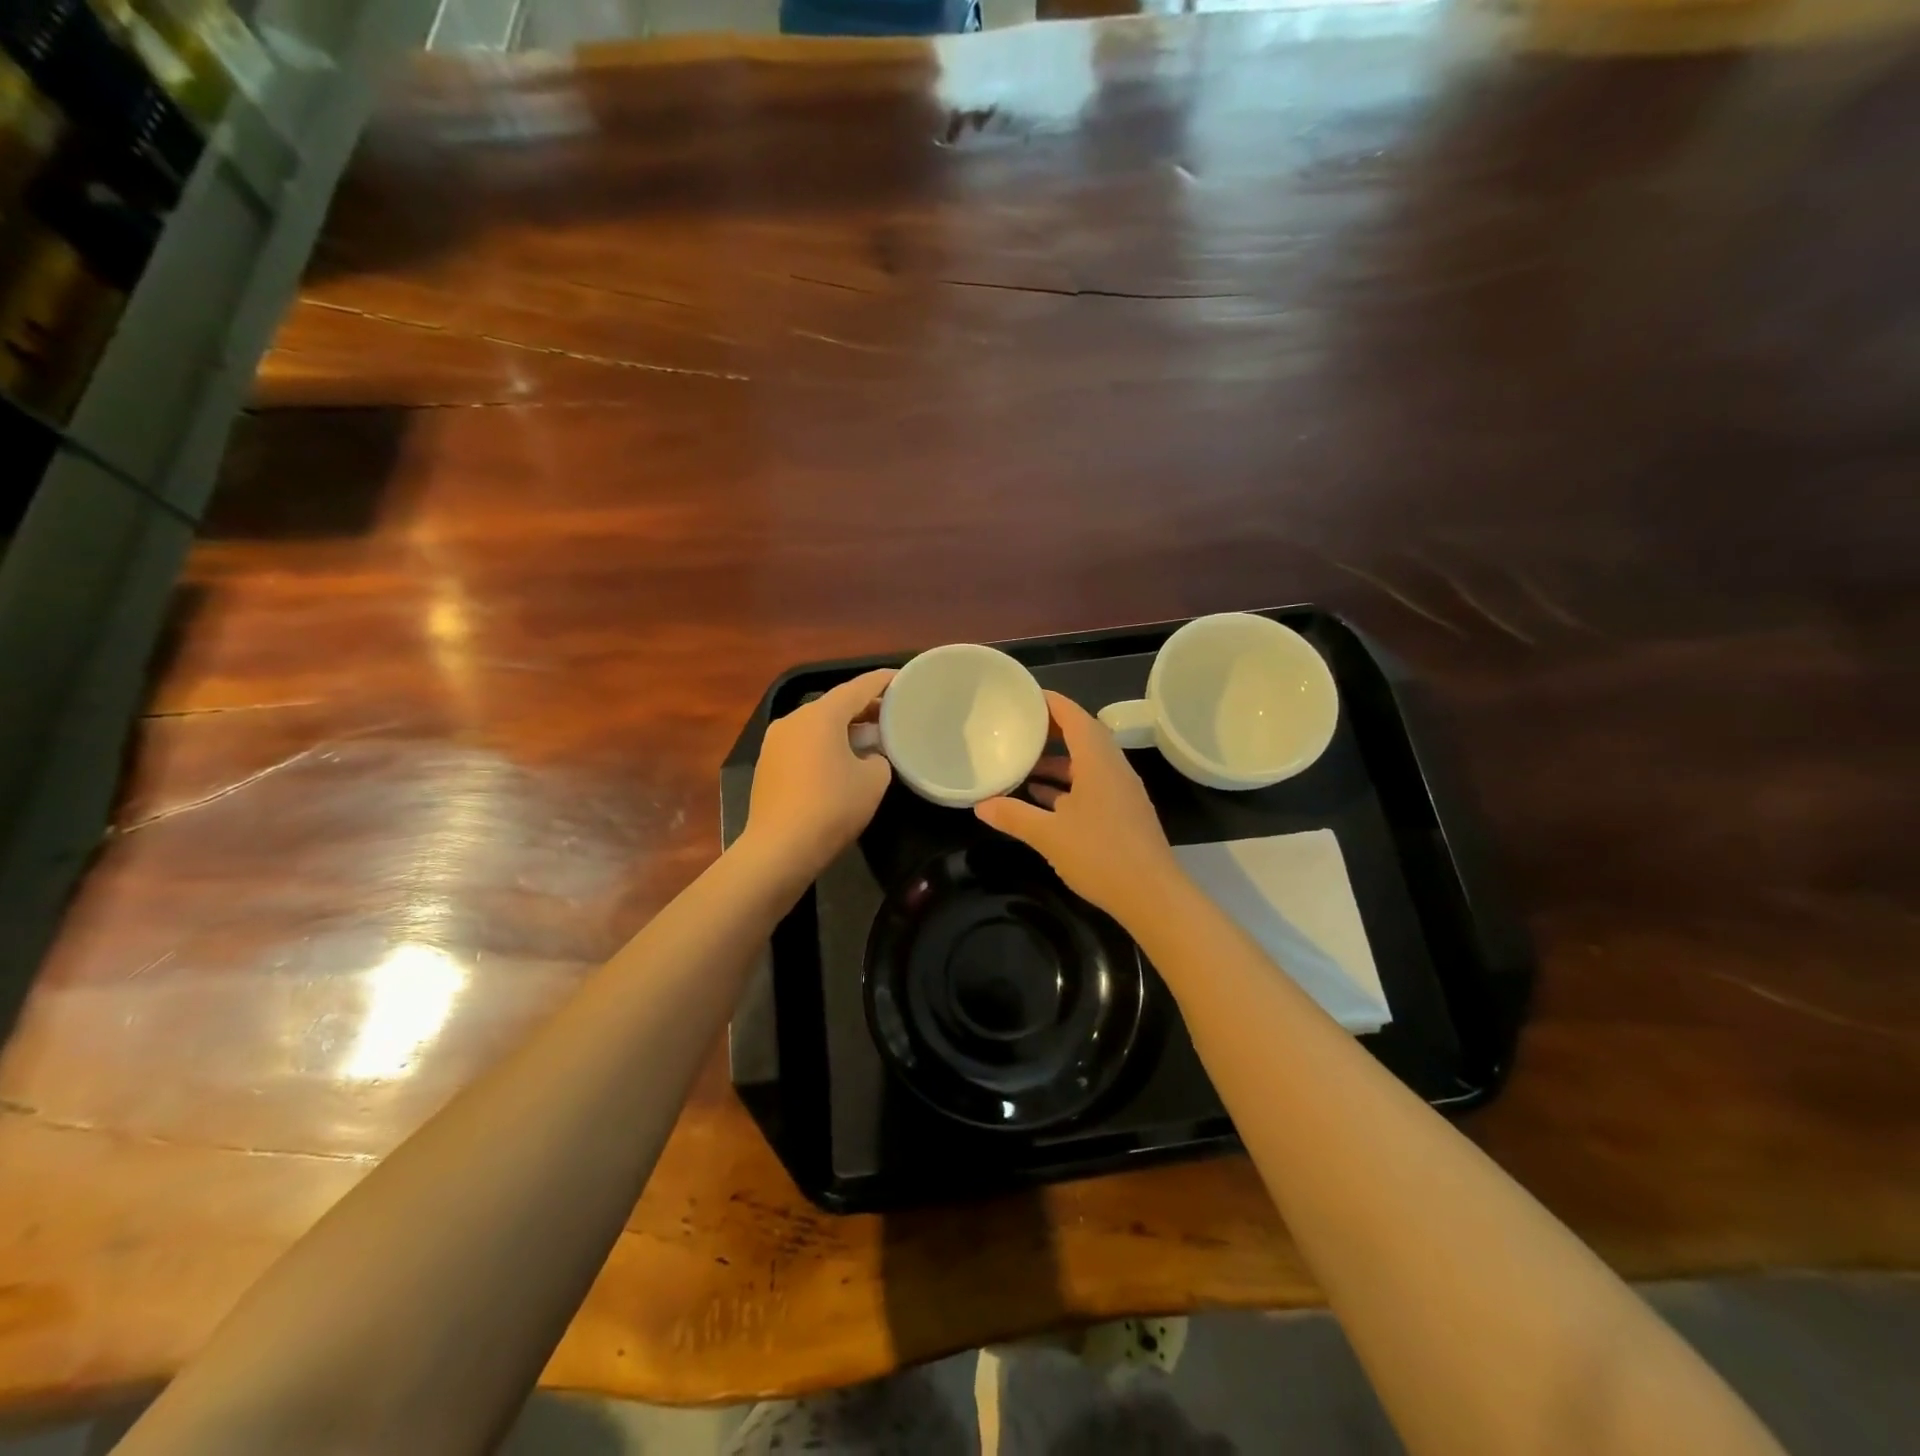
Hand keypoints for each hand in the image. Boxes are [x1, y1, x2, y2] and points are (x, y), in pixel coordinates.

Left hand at [742, 668, 895, 878]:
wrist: (779, 848)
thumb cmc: (832, 807)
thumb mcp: (873, 780)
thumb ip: (879, 758)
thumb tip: (869, 757)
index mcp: (821, 715)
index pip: (858, 687)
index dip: (883, 681)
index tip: (904, 678)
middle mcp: (794, 719)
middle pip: (835, 704)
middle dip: (865, 707)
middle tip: (893, 712)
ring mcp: (775, 742)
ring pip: (818, 725)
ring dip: (845, 728)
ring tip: (872, 738)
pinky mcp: (768, 765)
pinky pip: (804, 744)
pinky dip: (826, 745)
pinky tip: (842, 761)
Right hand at [975, 691, 1179, 917]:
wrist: (1152, 896)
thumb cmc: (1100, 855)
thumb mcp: (1049, 835)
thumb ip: (1014, 816)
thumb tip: (981, 806)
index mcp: (1098, 762)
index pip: (1075, 717)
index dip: (1051, 702)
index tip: (1026, 696)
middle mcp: (1113, 769)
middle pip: (1083, 737)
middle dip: (1052, 730)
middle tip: (1020, 728)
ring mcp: (1121, 793)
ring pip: (1087, 764)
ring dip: (1058, 762)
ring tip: (1024, 765)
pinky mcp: (1123, 814)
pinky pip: (1092, 786)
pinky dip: (1068, 786)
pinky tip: (1043, 799)